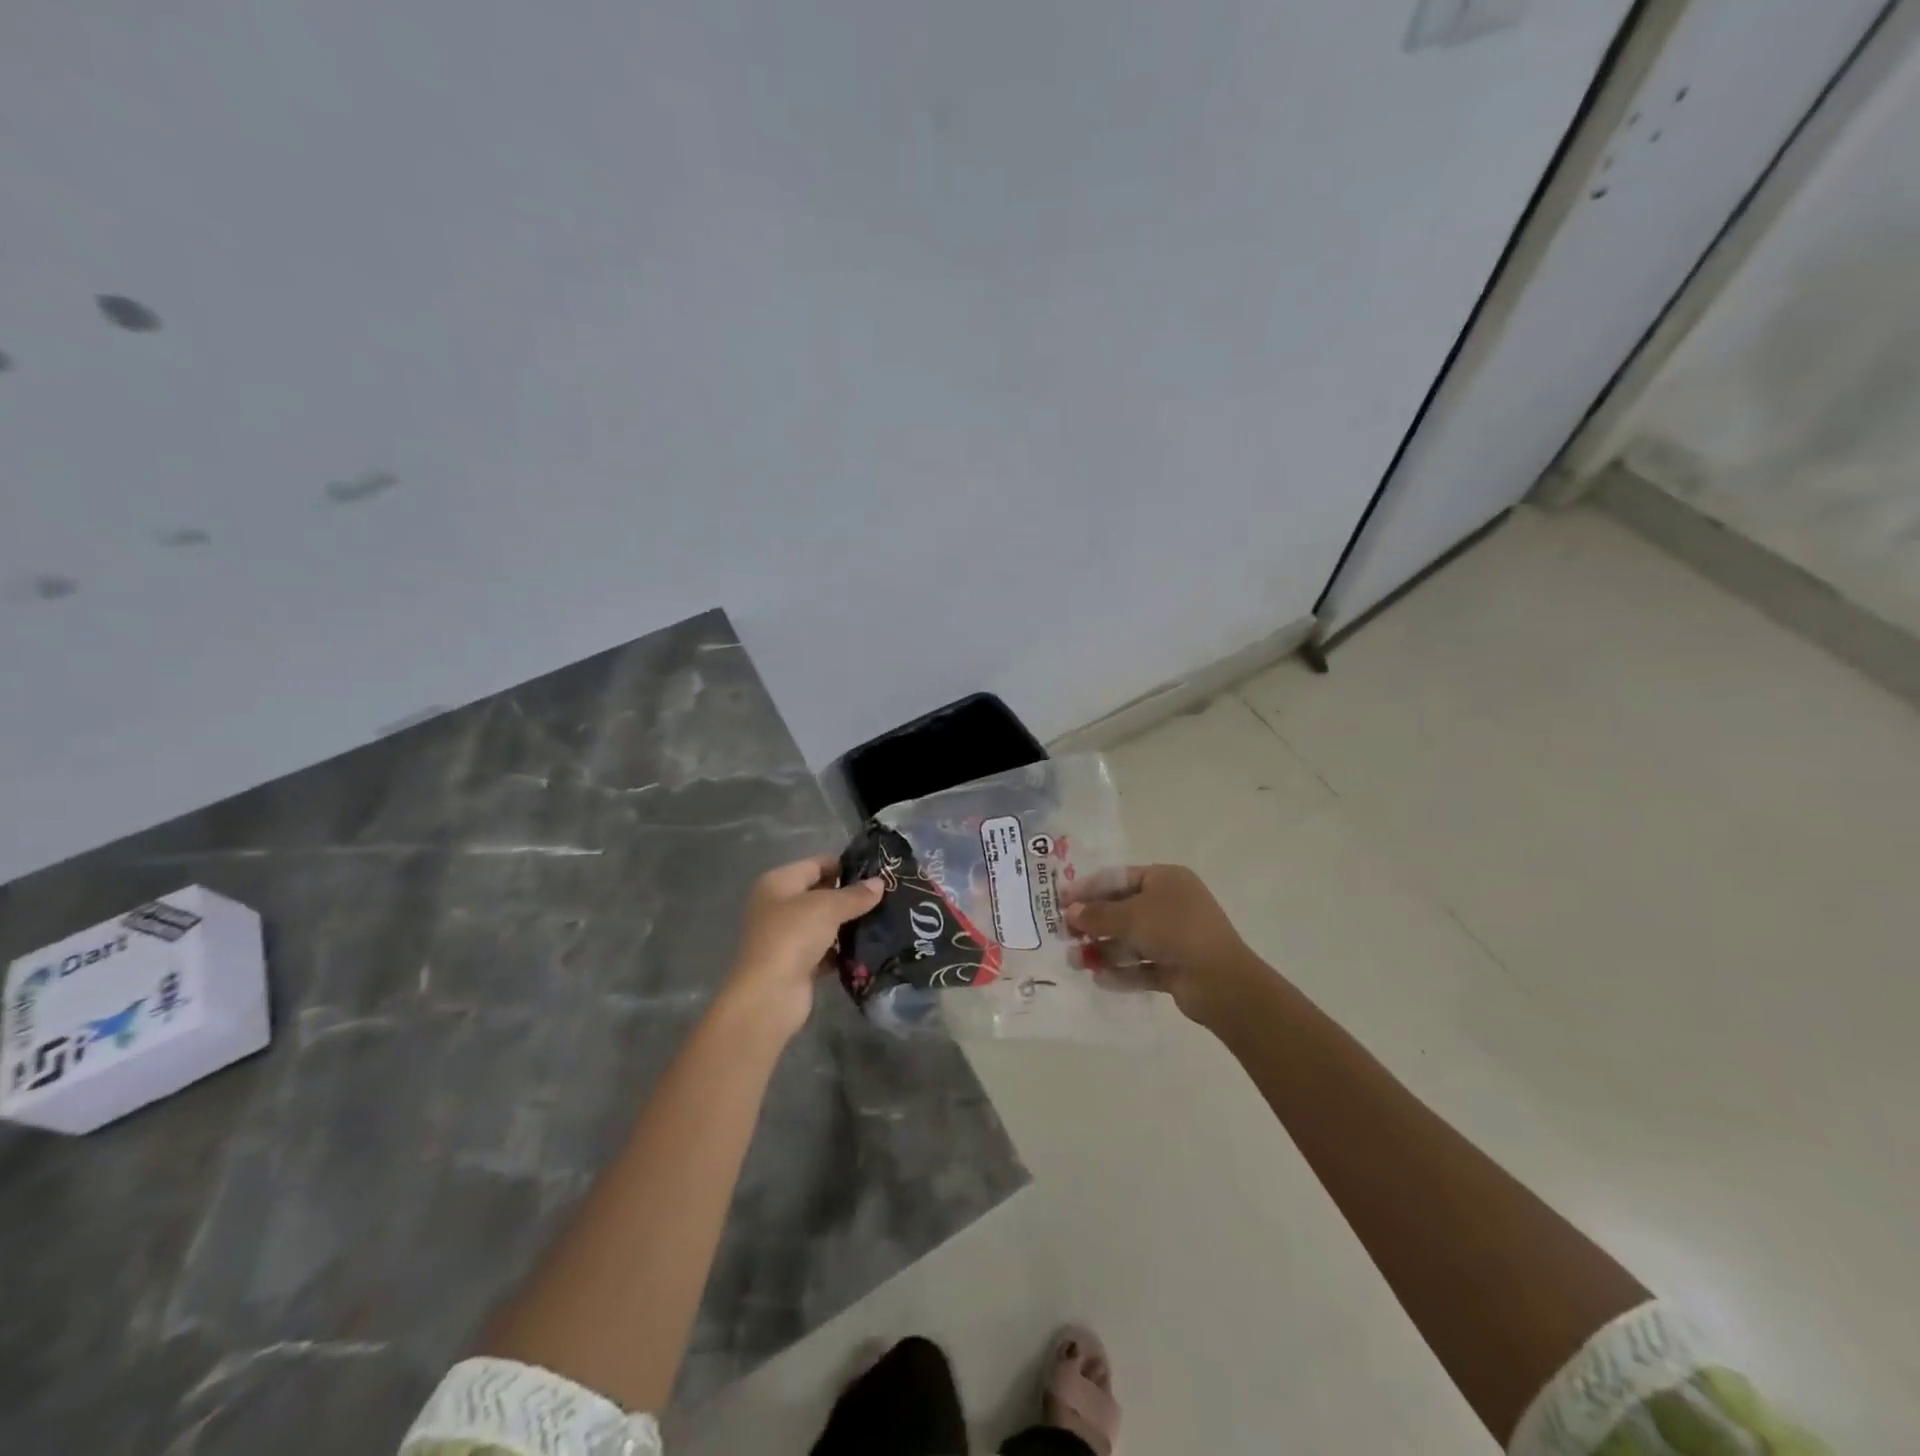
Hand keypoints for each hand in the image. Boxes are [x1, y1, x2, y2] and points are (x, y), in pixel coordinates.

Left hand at [721, 855, 882, 1039]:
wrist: (770, 995)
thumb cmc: (793, 936)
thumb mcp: (827, 907)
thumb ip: (855, 895)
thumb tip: (879, 883)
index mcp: (778, 883)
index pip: (816, 865)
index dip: (844, 866)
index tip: (877, 871)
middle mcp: (778, 906)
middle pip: (820, 894)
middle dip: (850, 896)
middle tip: (886, 896)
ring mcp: (786, 937)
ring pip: (824, 924)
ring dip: (848, 924)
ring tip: (883, 920)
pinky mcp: (797, 964)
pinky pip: (825, 950)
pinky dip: (842, 951)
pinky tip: (868, 949)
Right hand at [1063, 864, 1260, 1025]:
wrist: (1220, 981)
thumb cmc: (1174, 931)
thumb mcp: (1131, 917)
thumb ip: (1098, 914)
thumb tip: (1070, 912)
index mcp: (1166, 879)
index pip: (1119, 878)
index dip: (1088, 888)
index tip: (1060, 900)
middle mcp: (1171, 904)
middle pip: (1123, 910)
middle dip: (1093, 923)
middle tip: (1064, 934)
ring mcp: (1175, 937)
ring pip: (1130, 940)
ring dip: (1103, 950)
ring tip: (1075, 961)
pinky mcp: (1176, 967)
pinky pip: (1141, 966)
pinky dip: (1121, 971)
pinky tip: (1098, 979)